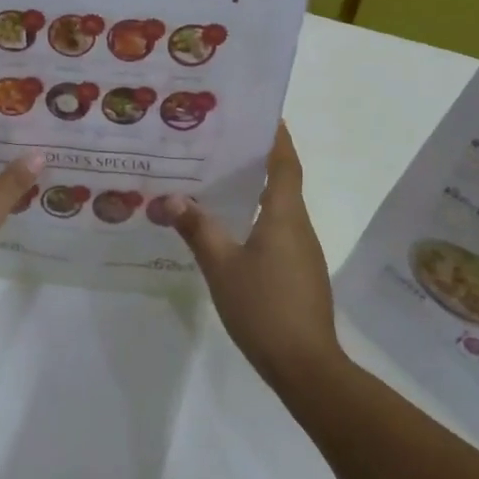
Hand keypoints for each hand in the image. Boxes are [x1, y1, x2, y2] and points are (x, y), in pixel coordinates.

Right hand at [153, 125, 343, 390]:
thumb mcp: (221, 266)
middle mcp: (298, 226)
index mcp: (284, 215)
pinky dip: (257, 217)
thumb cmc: (264, 307)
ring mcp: (302, 252)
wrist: (306, 366)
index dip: (277, 136)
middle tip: (222, 143)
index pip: (285, 163)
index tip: (262, 112)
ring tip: (218, 179)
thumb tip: (172, 198)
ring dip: (255, 190)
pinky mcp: (299, 273)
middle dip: (258, 159)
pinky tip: (230, 228)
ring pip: (279, 208)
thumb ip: (198, 229)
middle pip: (283, 181)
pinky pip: (278, 231)